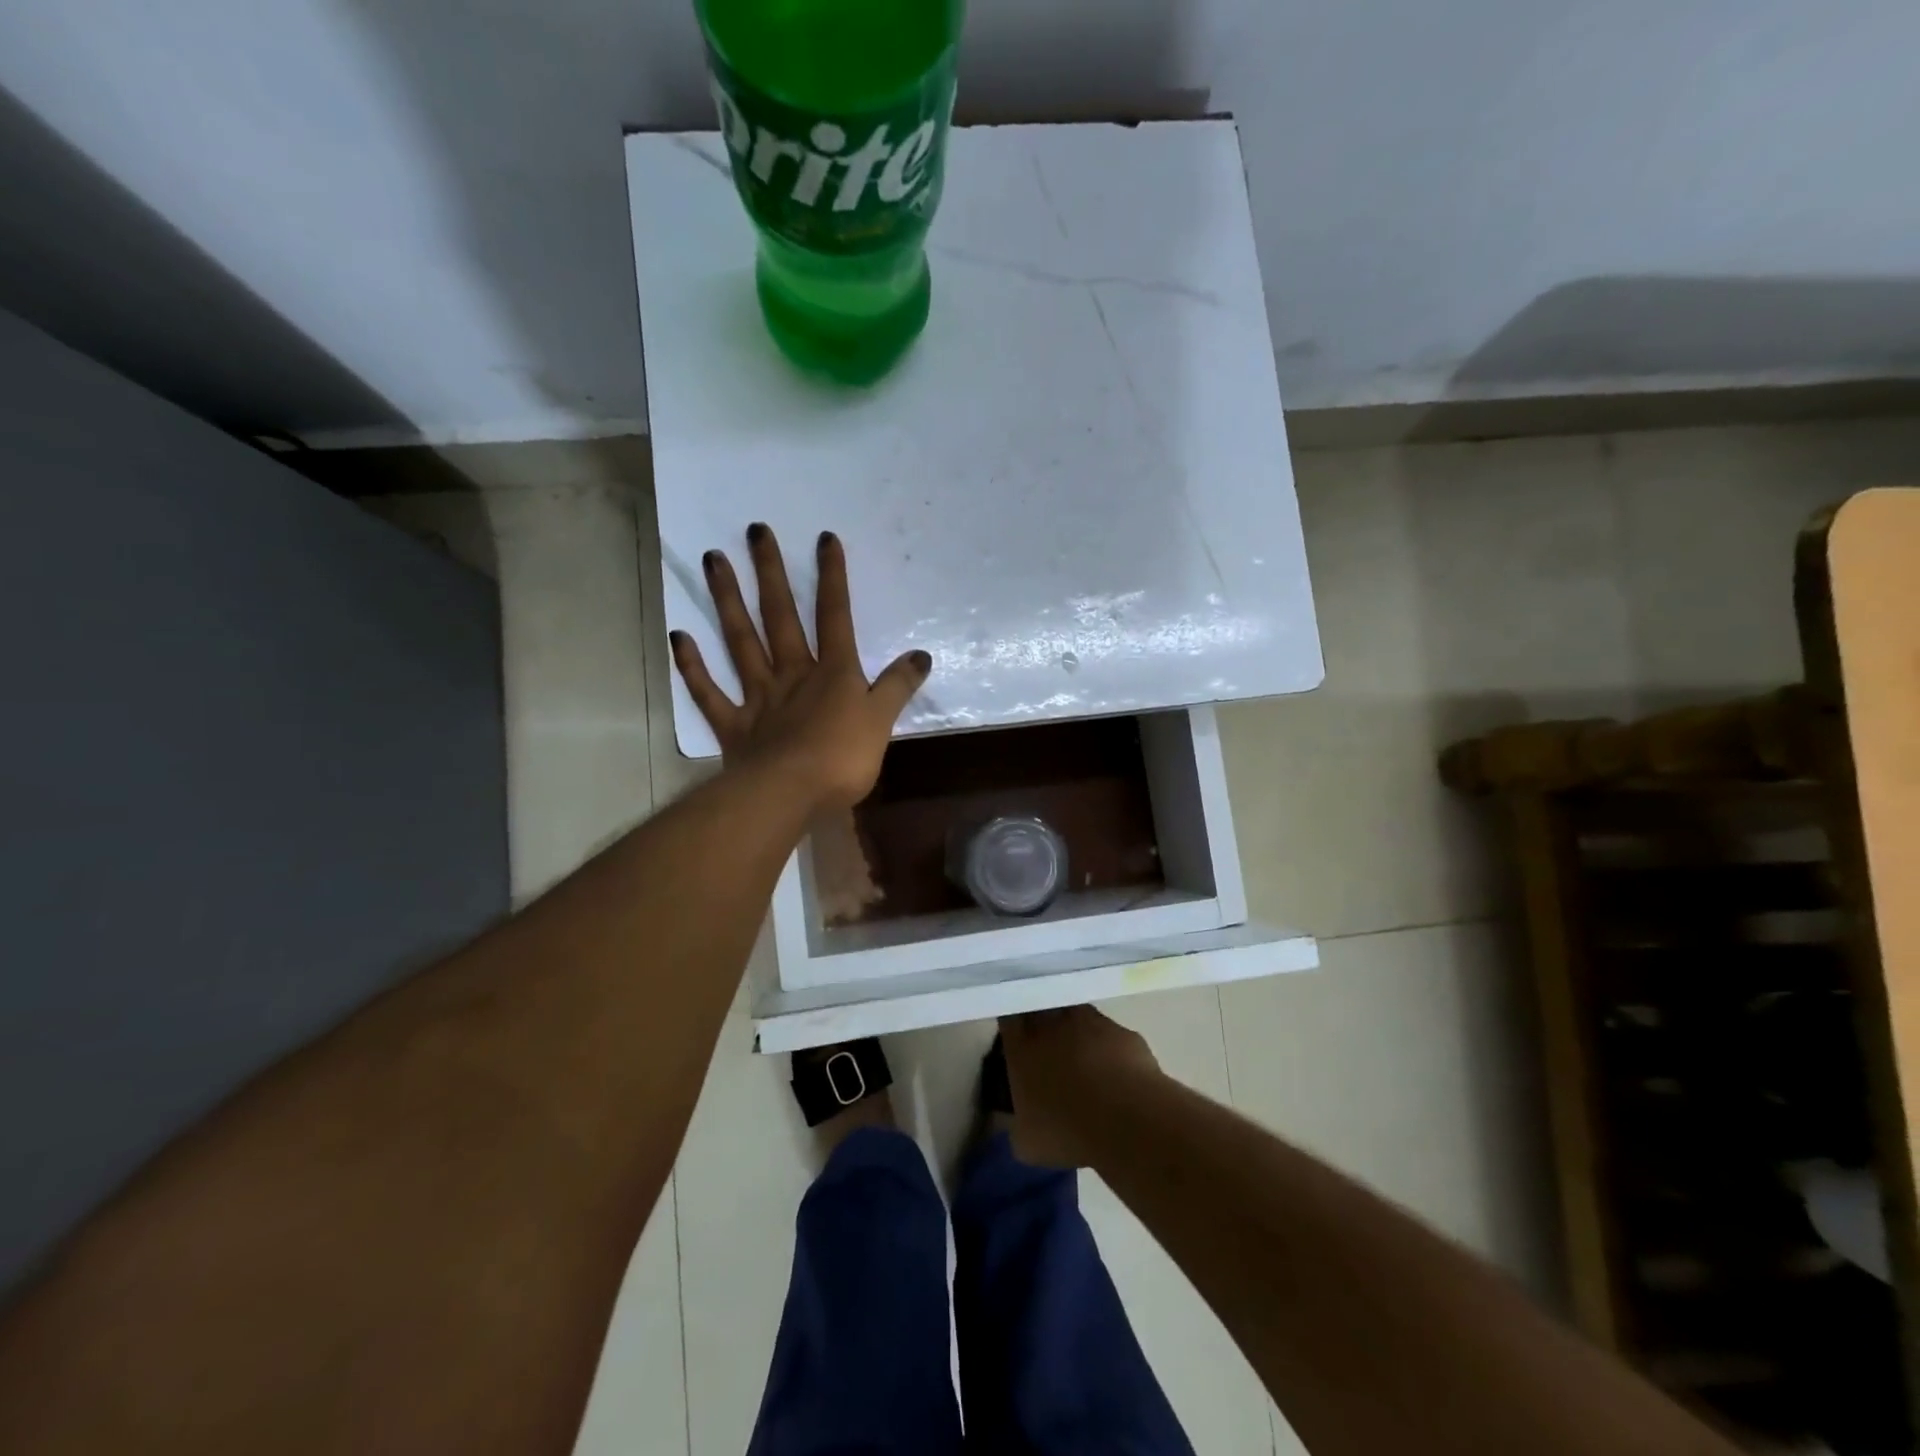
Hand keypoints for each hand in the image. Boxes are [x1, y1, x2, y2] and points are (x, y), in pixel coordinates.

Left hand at [671, 524, 931, 810]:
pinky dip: (693, 666)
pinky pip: (709, 692)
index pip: (834, 616)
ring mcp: (758, 697)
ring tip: (714, 561)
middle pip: (780, 616)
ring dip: (727, 601)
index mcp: (832, 673)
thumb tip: (921, 655)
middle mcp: (792, 674)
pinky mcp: (733, 726)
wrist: (790, 795)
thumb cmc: (842, 759)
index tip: (823, 538)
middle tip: (754, 531)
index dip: (832, 577)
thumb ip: (898, 686)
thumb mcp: (882, 721)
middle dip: (770, 572)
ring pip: (741, 641)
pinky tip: (678, 637)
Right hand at [999, 1006, 1160, 1167]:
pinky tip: (1115, 1075)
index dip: (1013, 1028)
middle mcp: (1053, 1024)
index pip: (1009, 1020)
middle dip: (1043, 1025)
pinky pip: (1110, 1036)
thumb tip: (1020, 1121)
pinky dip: (1109, 1049)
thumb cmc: (1067, 1131)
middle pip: (1042, 1011)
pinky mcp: (1124, 1033)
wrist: (1127, 1120)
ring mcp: (1091, 1022)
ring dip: (1077, 1034)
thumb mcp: (1027, 1141)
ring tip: (1084, 1065)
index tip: (1017, 1041)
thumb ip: (1018, 1123)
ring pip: (1077, 1018)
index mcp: (1022, 1047)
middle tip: (1049, 1052)